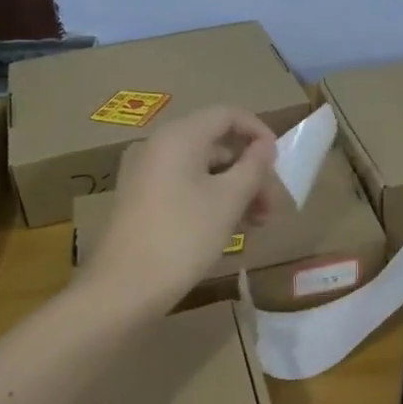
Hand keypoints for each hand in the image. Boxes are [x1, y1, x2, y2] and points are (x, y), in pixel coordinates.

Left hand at [86, 106, 279, 320]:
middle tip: (271, 207)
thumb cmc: (183, 236)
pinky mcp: (142, 200)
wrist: (123, 289)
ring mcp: (147, 174)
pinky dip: (212, 199)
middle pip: (217, 144)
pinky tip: (230, 229)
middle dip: (250, 171)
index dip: (259, 132)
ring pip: (204, 169)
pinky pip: (186, 186)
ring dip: (236, 189)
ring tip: (256, 224)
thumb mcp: (229, 200)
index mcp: (180, 137)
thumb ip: (254, 167)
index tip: (279, 162)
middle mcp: (159, 146)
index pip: (228, 114)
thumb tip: (265, 147)